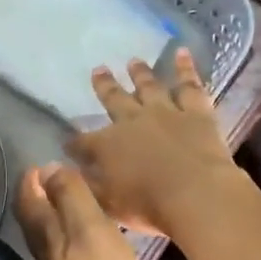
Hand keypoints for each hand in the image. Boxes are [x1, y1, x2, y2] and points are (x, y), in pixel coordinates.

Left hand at [15, 162, 152, 259]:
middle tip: (59, 179)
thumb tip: (48, 169)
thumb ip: (71, 198)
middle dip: (42, 198)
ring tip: (81, 206)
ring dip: (60, 221)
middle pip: (37, 222)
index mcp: (48, 237)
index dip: (32, 180)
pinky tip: (98, 248)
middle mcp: (48, 258)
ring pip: (54, 243)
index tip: (43, 162)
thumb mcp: (91, 231)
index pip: (29, 200)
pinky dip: (78, 246)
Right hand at [64, 50, 241, 236]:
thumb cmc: (148, 206)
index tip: (68, 142)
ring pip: (149, 87)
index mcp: (107, 146)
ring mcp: (165, 112)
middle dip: (104, 86)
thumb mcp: (107, 204)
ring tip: (133, 61)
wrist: (195, 194)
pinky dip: (186, 69)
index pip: (83, 142)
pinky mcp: (196, 113)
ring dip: (140, 73)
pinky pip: (189, 86)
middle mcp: (131, 121)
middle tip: (97, 70)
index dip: (75, 143)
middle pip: (114, 100)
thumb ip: (86, 187)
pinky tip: (183, 53)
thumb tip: (64, 174)